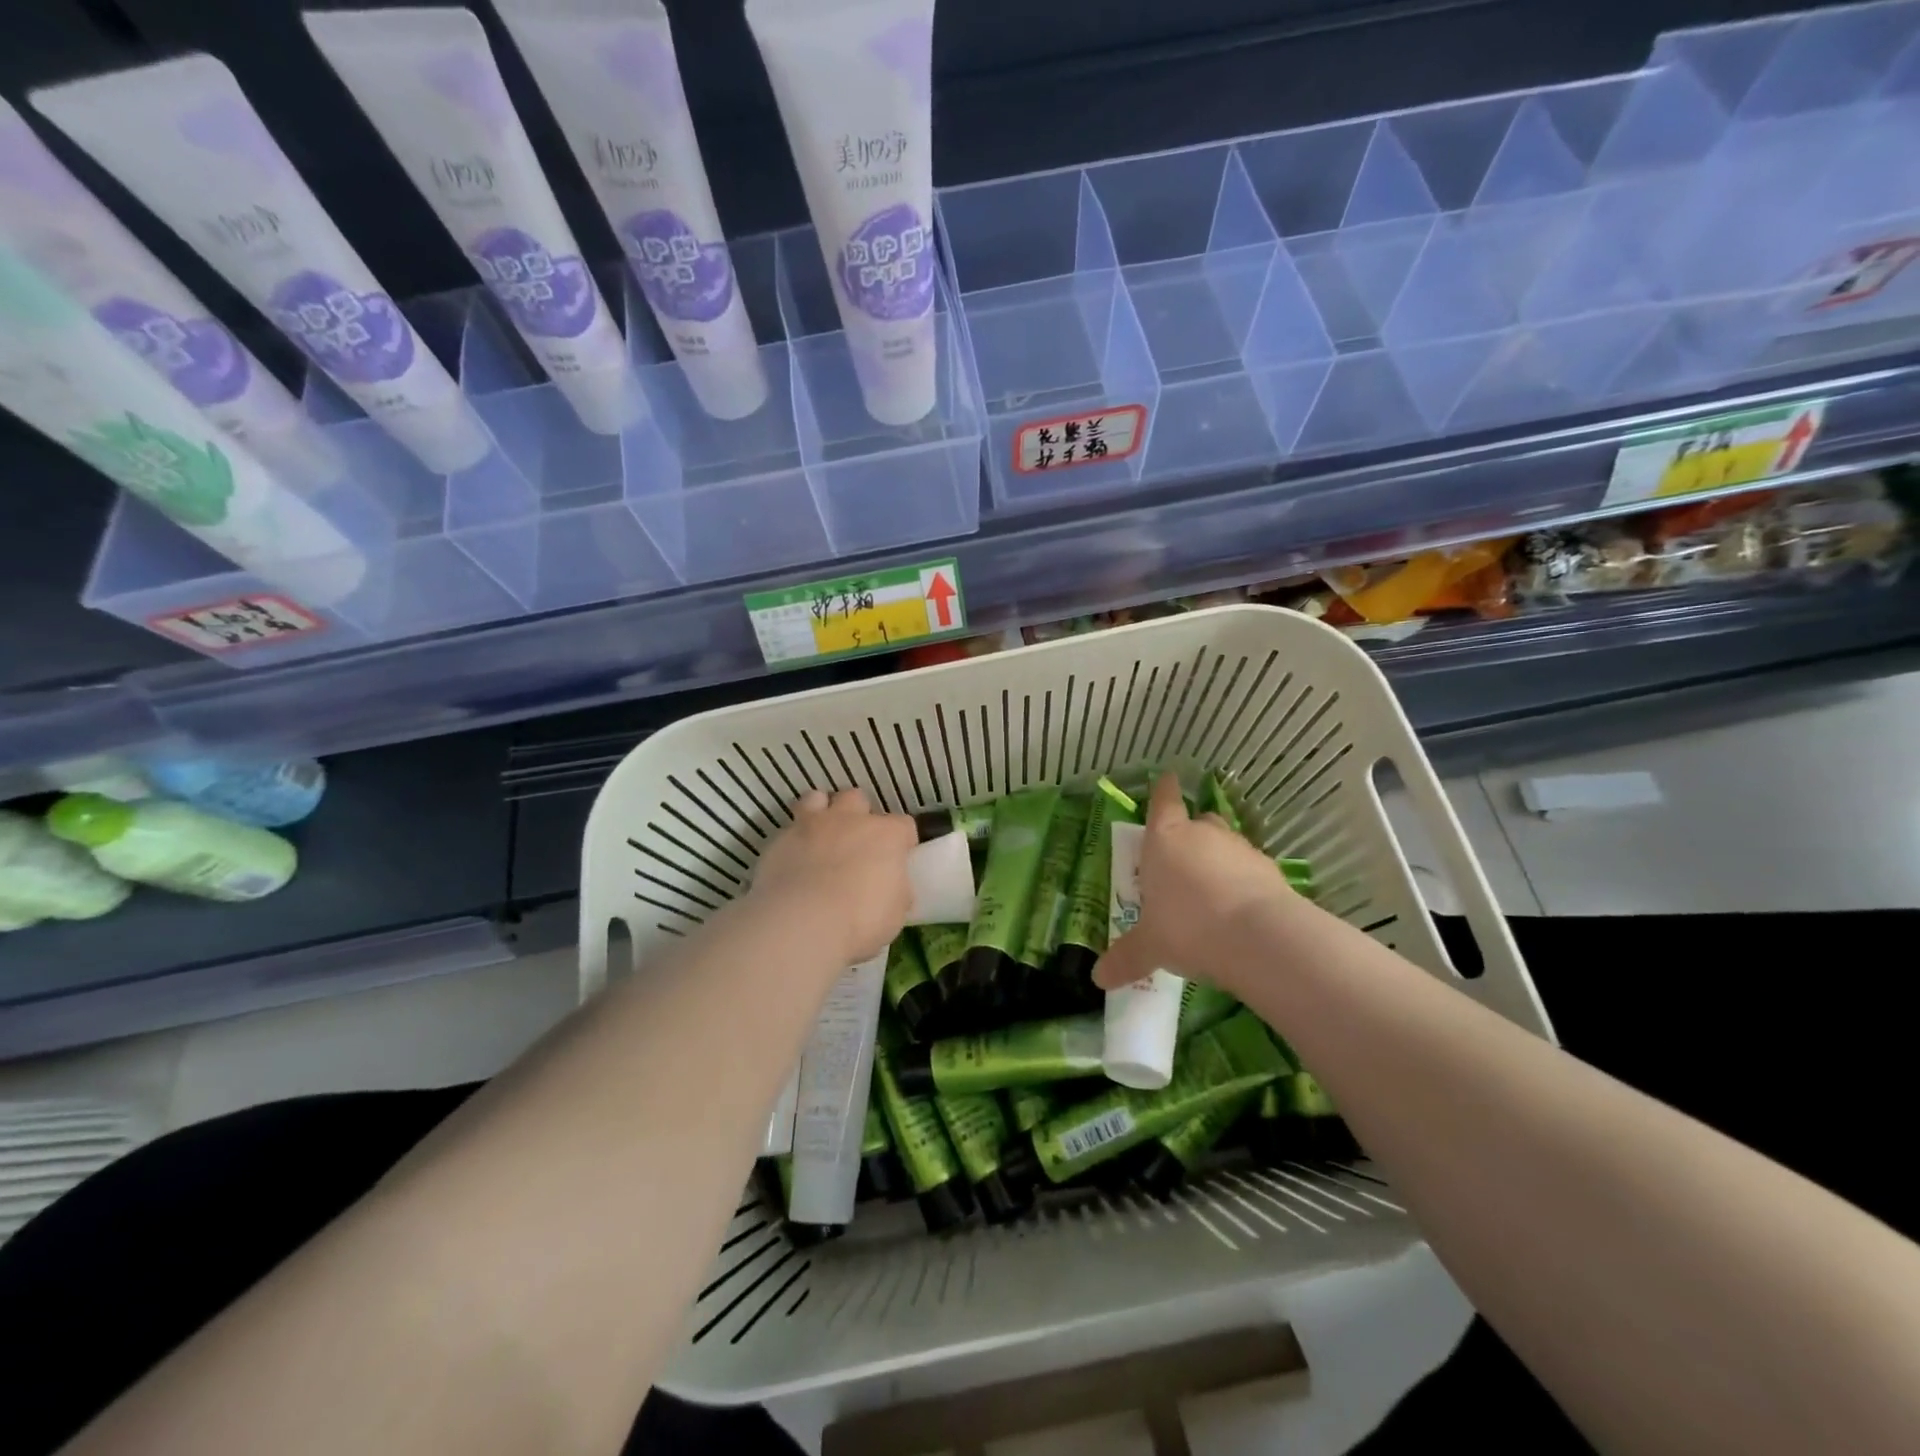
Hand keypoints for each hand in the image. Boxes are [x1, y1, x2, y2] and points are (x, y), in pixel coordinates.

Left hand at [750, 788, 917, 964]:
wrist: (801, 923)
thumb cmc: (861, 920)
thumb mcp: (895, 912)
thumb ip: (895, 890)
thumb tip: (892, 888)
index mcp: (886, 835)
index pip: (903, 825)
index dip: (902, 841)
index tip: (898, 858)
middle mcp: (850, 820)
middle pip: (857, 799)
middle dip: (858, 815)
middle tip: (855, 842)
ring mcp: (812, 825)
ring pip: (817, 799)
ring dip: (821, 813)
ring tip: (820, 837)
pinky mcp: (779, 840)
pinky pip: (788, 830)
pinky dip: (792, 841)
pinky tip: (792, 862)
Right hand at [1093, 773, 1294, 995]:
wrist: (1256, 937)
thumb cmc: (1186, 927)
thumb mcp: (1150, 946)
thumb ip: (1126, 957)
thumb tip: (1098, 978)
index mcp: (1165, 840)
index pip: (1163, 802)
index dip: (1163, 790)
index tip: (1167, 777)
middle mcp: (1202, 835)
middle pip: (1198, 821)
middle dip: (1191, 835)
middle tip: (1182, 861)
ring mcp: (1240, 849)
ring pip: (1226, 845)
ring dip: (1220, 861)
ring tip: (1212, 894)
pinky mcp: (1270, 871)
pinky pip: (1251, 871)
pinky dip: (1245, 883)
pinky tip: (1240, 912)